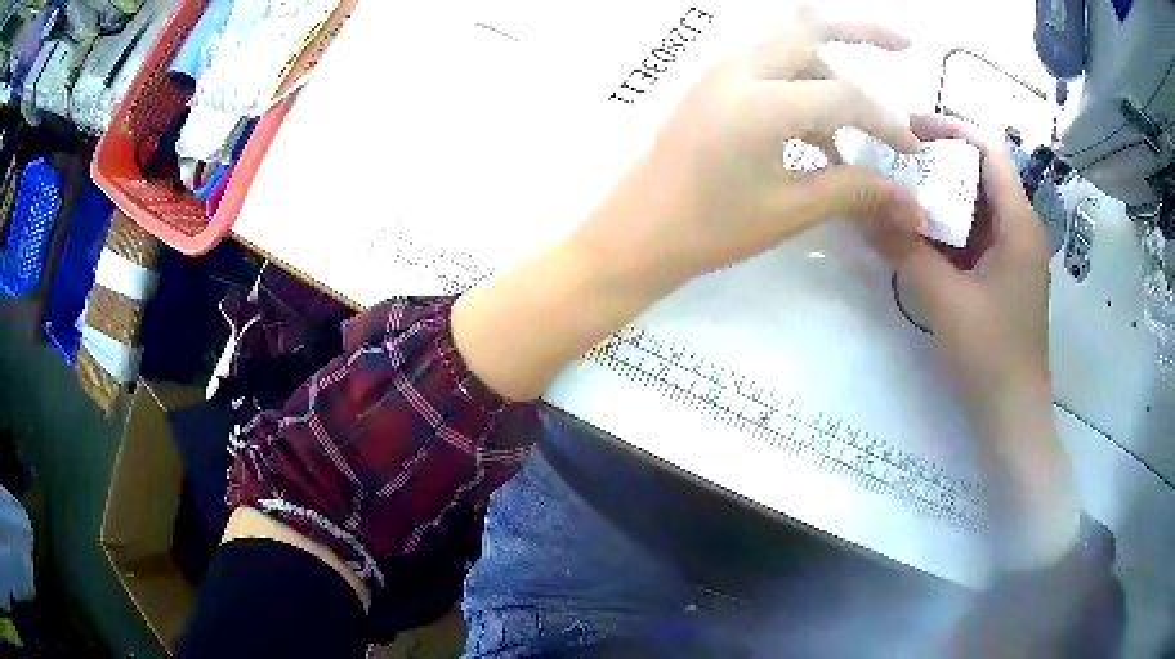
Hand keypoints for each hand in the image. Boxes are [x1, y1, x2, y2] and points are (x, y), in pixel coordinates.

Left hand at [572, 7, 925, 295]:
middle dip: (862, 30)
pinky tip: (818, 133)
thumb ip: (855, 190)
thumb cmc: (710, 229)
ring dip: (831, 64)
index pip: (846, 96)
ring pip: (787, 42)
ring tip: (859, 121)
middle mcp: (739, 69)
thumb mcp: (790, 210)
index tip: (912, 152)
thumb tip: (910, 199)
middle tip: (905, 44)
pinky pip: (767, 65)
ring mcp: (719, 71)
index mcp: (761, 102)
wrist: (635, 234)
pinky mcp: (710, 84)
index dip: (887, 122)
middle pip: (809, 25)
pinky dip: (801, 83)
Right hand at [892, 115, 1051, 444]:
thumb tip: (862, 209)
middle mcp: (1020, 229)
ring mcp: (1013, 253)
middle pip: (981, 173)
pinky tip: (918, 235)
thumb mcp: (945, 301)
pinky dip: (947, 227)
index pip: (988, 151)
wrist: (1012, 414)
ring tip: (899, 192)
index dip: (950, 129)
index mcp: (1019, 224)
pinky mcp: (1003, 275)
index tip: (906, 128)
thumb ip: (905, 251)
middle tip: (893, 160)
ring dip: (940, 195)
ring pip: (976, 205)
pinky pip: (974, 234)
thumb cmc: (990, 356)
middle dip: (939, 161)